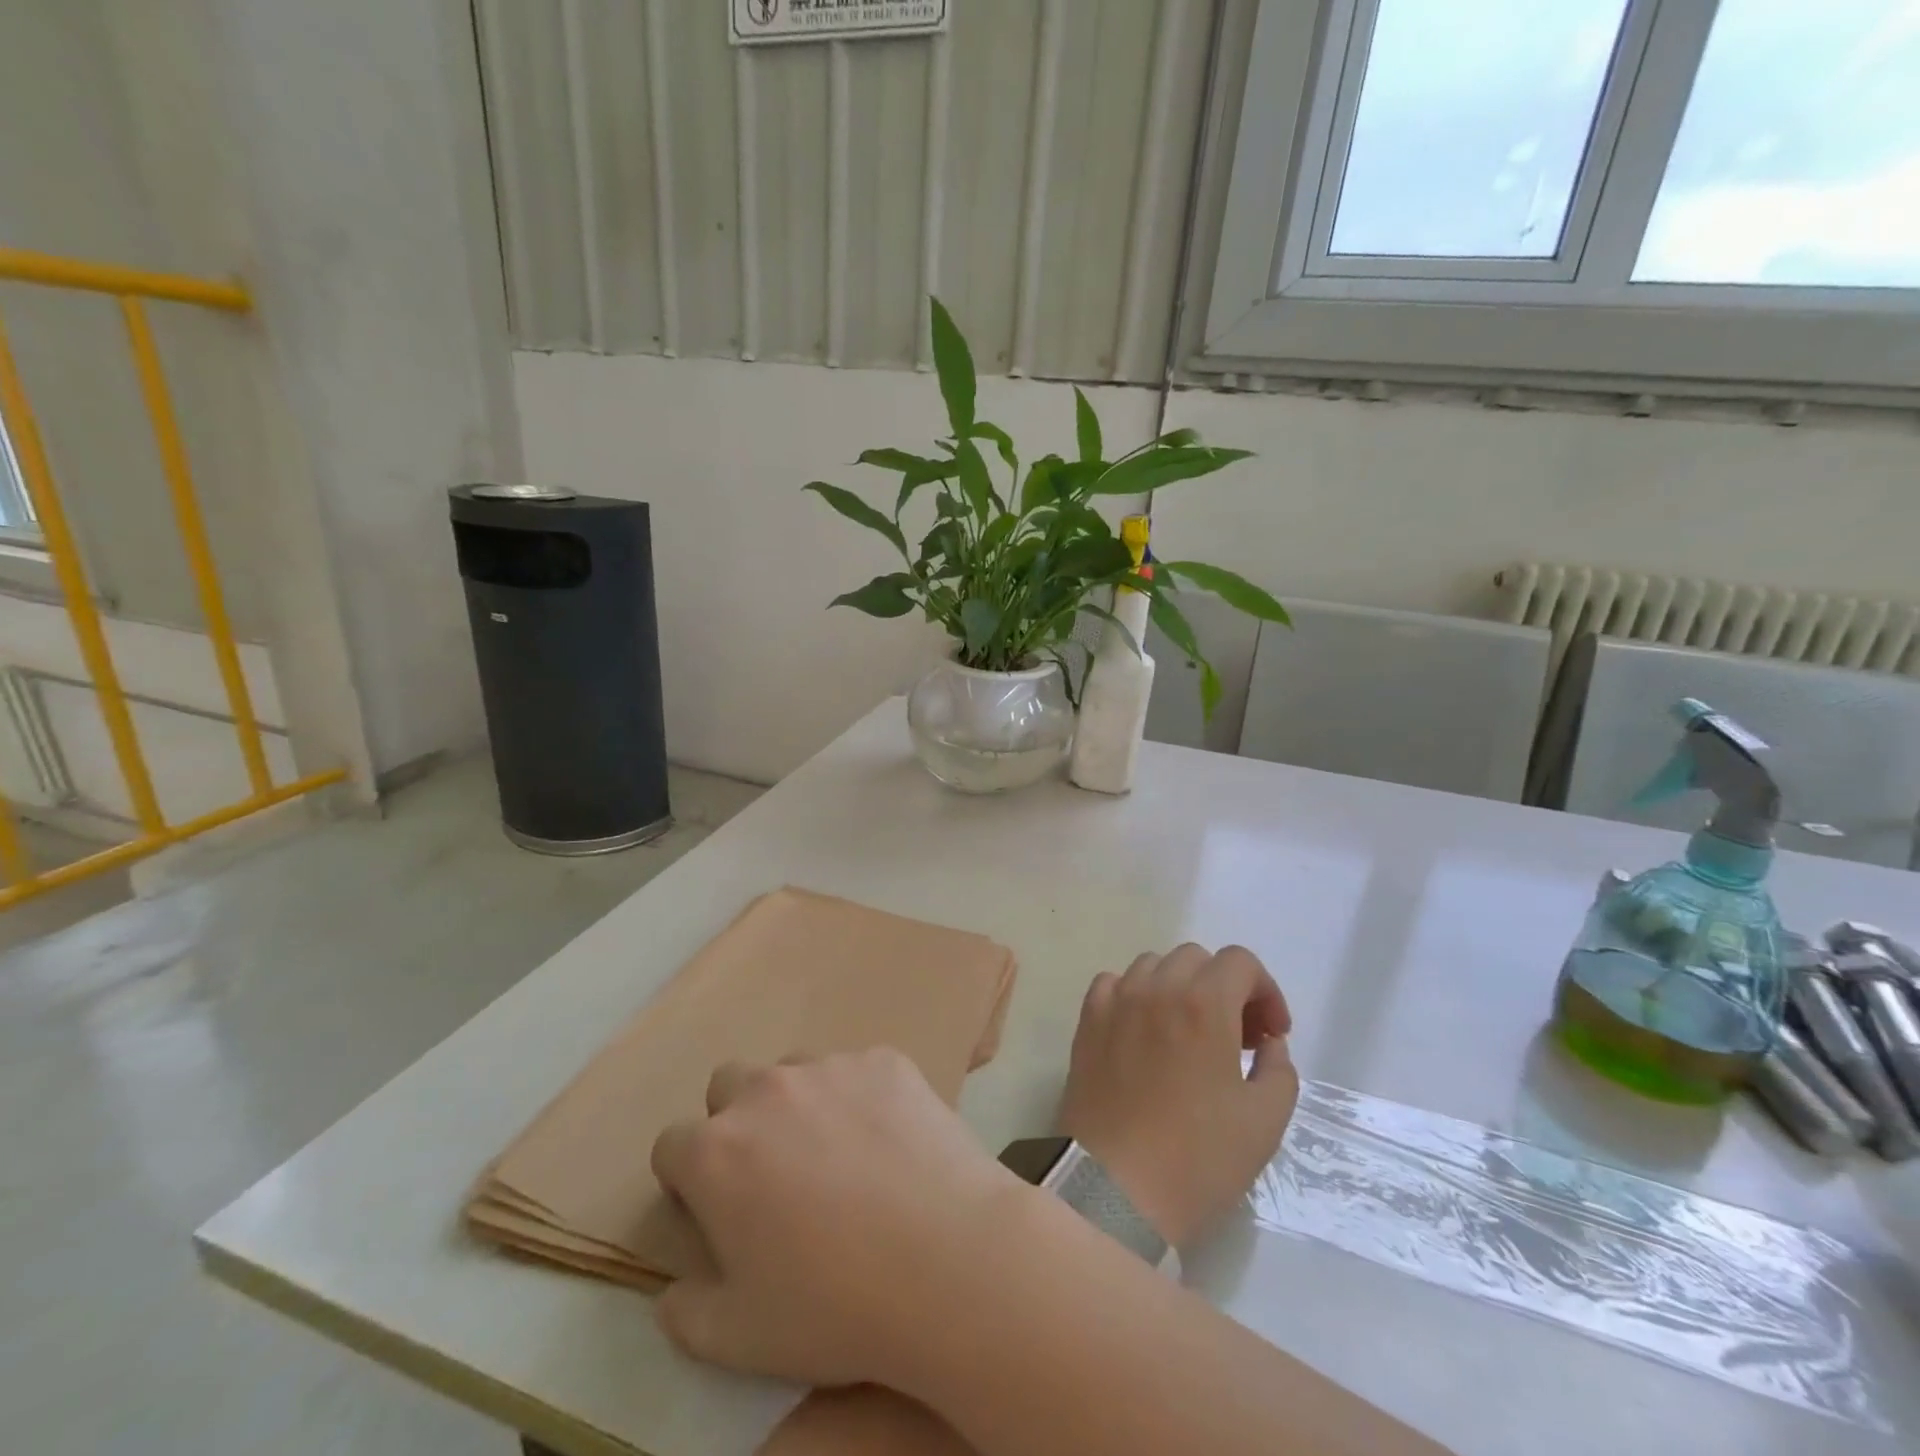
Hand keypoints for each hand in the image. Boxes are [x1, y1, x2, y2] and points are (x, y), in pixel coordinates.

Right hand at [651, 1048, 1023, 1388]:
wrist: (947, 1258)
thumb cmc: (834, 1305)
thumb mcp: (736, 1338)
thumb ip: (685, 1311)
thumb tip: (674, 1289)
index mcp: (717, 1151)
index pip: (672, 1144)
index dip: (686, 1179)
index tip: (714, 1209)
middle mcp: (768, 1090)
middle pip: (729, 1085)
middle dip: (736, 1122)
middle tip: (773, 1174)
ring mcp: (832, 1066)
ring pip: (795, 1071)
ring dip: (799, 1104)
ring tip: (839, 1156)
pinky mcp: (887, 1060)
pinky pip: (857, 1071)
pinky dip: (860, 1098)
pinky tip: (890, 1142)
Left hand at [1058, 944, 1297, 1246]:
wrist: (1115, 1186)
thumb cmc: (1198, 1157)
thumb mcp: (1264, 1120)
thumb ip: (1279, 1068)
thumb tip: (1268, 1042)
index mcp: (1203, 1003)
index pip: (1240, 962)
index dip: (1265, 991)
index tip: (1271, 1034)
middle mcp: (1156, 988)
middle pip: (1197, 959)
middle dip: (1224, 988)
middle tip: (1235, 1038)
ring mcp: (1116, 1001)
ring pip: (1153, 965)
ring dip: (1179, 987)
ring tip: (1189, 1033)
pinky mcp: (1087, 1021)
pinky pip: (1114, 984)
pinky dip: (1135, 995)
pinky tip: (1145, 1032)